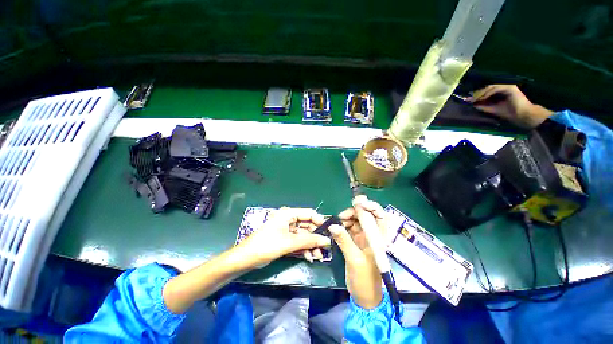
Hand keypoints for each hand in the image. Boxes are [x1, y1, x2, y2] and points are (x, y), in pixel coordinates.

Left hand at [239, 207, 331, 265]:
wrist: (246, 259)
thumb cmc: (267, 245)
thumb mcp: (289, 242)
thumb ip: (308, 240)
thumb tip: (327, 240)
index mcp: (289, 214)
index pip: (309, 213)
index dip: (320, 222)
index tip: (329, 233)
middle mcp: (289, 219)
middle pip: (307, 225)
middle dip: (316, 238)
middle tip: (325, 249)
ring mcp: (287, 229)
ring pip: (304, 235)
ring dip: (311, 245)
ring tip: (318, 257)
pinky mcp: (285, 239)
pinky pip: (298, 242)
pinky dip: (304, 249)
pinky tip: (309, 257)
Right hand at [331, 199, 386, 308]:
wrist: (364, 297)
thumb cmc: (365, 280)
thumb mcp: (355, 259)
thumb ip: (344, 241)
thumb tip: (332, 225)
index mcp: (378, 238)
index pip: (380, 216)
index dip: (371, 206)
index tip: (357, 203)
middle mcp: (372, 235)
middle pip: (365, 215)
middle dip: (354, 212)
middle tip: (342, 216)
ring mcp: (363, 238)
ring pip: (355, 220)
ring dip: (346, 219)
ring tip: (337, 224)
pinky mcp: (355, 241)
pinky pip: (348, 228)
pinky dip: (342, 226)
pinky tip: (336, 228)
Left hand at [469, 84, 553, 128]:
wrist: (521, 116)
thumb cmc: (507, 113)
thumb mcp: (491, 109)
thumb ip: (482, 106)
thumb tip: (471, 103)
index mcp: (498, 92)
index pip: (485, 91)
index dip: (476, 95)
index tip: (467, 100)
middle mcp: (503, 88)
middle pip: (486, 88)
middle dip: (476, 94)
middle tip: (469, 99)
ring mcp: (507, 87)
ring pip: (490, 87)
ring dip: (481, 93)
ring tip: (474, 99)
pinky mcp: (510, 88)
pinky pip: (496, 88)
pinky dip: (488, 93)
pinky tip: (483, 98)